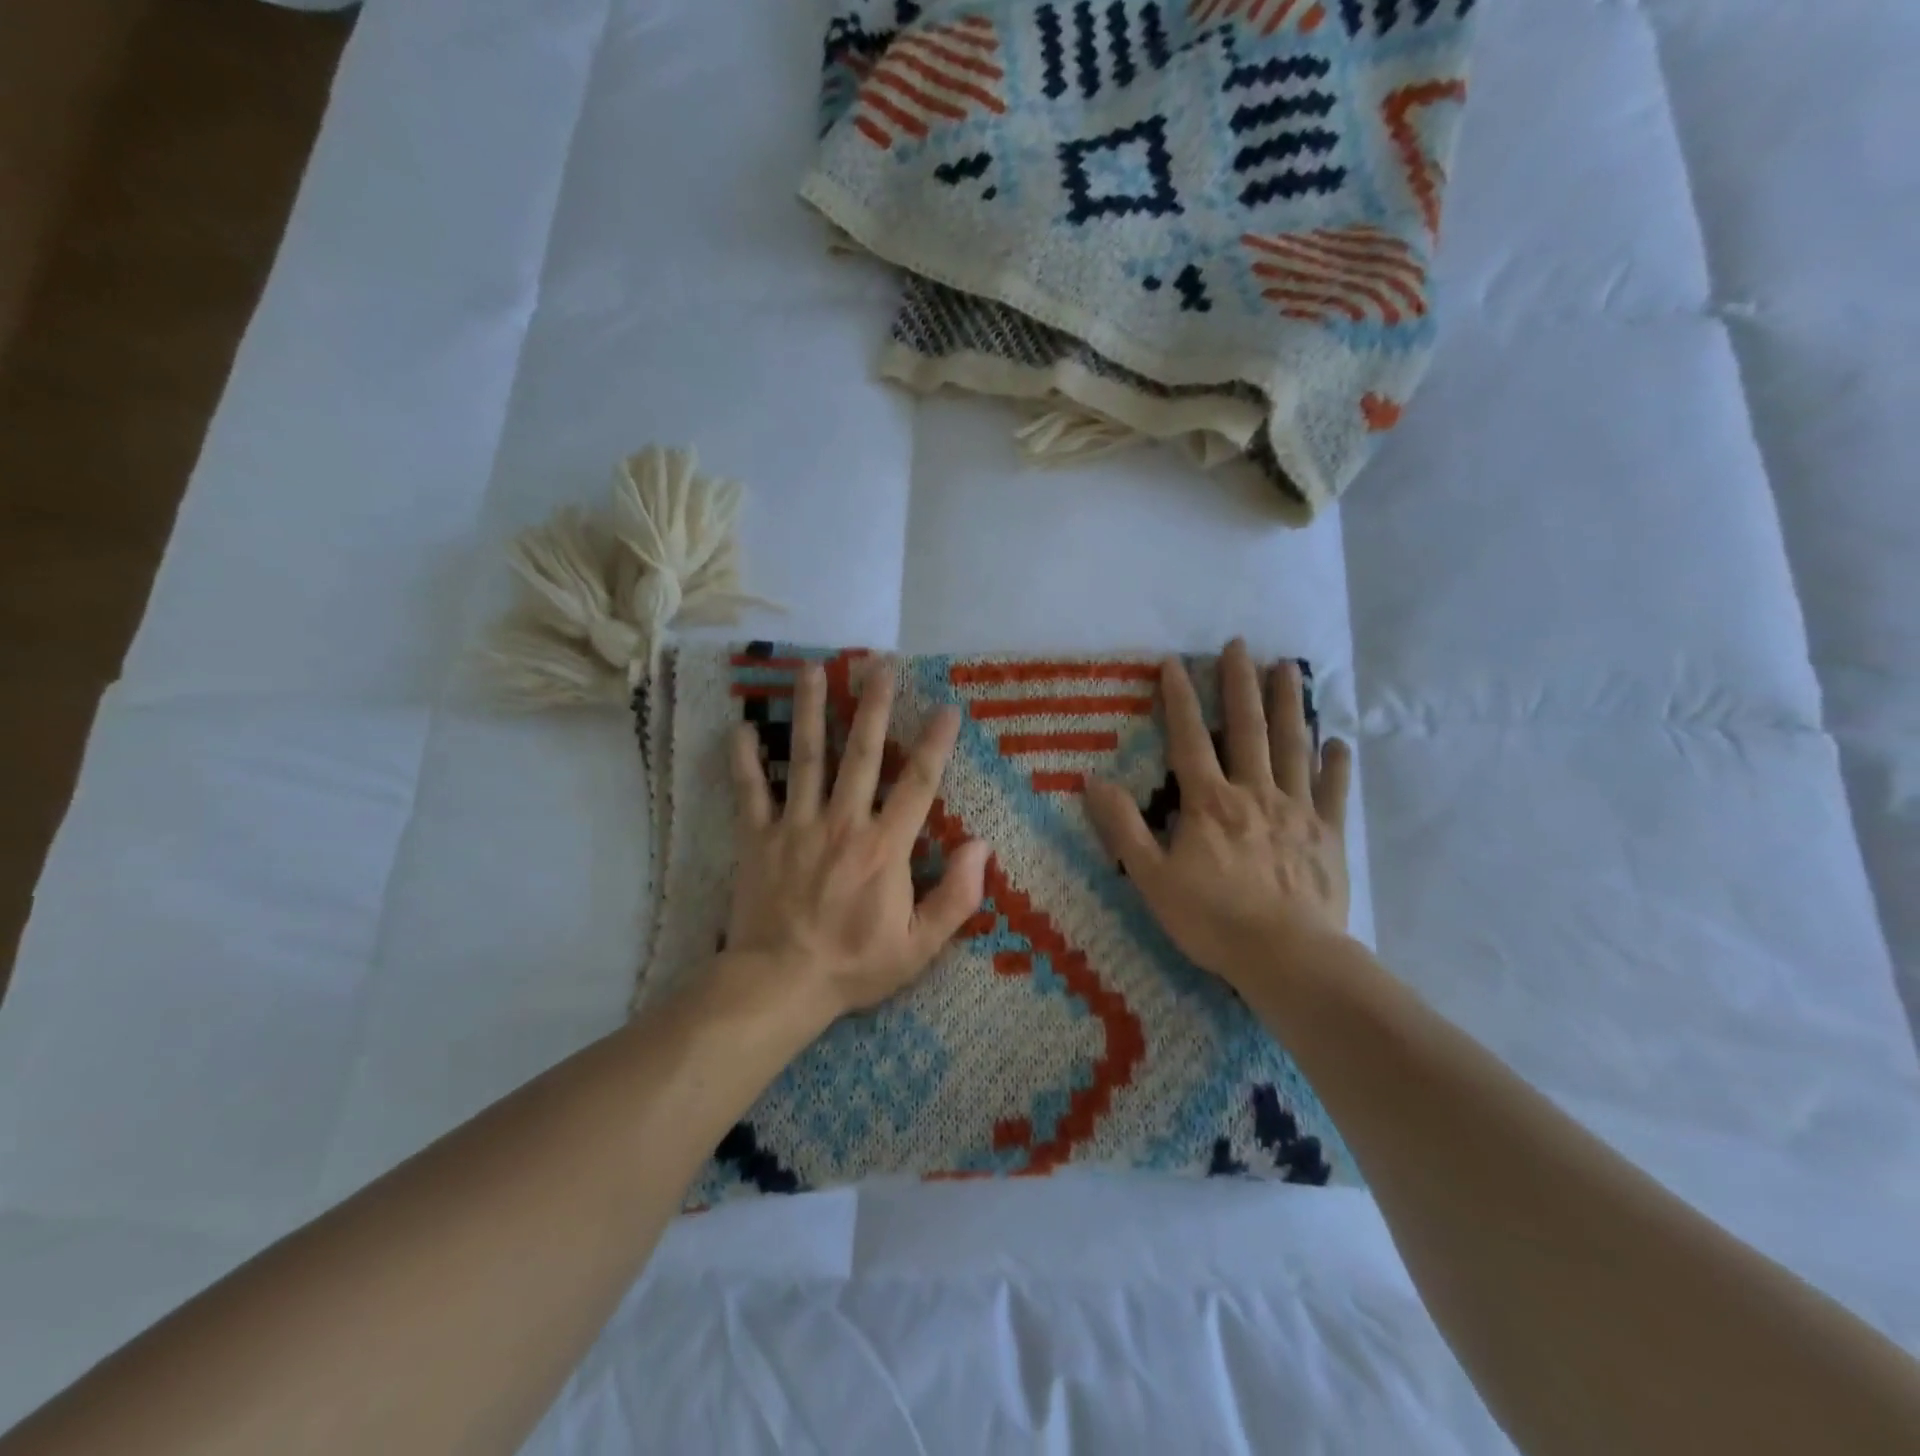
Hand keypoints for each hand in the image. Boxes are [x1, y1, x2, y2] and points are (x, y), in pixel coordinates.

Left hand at [725, 658, 990, 1018]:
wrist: (780, 984)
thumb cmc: (854, 965)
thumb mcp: (919, 946)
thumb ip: (956, 897)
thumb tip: (981, 847)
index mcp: (884, 847)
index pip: (917, 783)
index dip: (936, 744)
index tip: (947, 708)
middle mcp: (841, 823)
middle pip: (861, 753)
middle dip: (874, 706)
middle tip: (880, 665)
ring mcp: (795, 826)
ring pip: (806, 757)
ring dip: (811, 711)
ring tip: (813, 669)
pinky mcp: (757, 838)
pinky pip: (749, 791)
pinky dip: (744, 760)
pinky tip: (741, 727)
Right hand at [1085, 640, 1352, 995]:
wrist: (1288, 958)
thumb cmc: (1213, 919)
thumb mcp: (1152, 878)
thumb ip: (1123, 828)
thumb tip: (1093, 781)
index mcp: (1210, 803)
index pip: (1190, 739)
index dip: (1180, 699)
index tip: (1175, 663)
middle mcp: (1254, 793)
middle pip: (1248, 728)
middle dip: (1240, 684)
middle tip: (1241, 645)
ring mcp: (1297, 810)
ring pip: (1293, 747)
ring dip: (1289, 705)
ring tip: (1289, 668)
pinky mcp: (1328, 835)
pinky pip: (1333, 791)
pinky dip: (1336, 764)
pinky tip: (1338, 741)